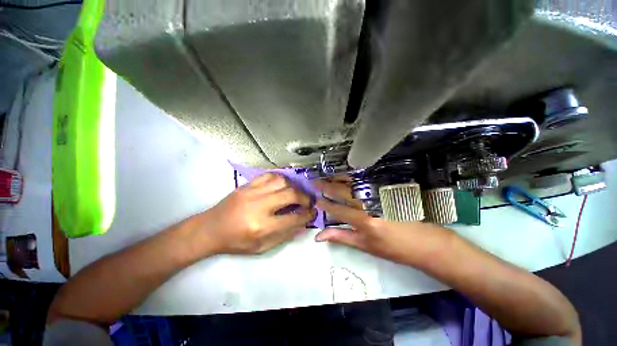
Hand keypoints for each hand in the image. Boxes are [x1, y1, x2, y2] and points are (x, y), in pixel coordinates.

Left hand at [197, 173, 316, 254]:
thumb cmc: (235, 242)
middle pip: (290, 194)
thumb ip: (284, 235)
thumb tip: (302, 222)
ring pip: (282, 181)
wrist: (210, 229)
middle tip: (308, 202)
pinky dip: (280, 179)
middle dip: (305, 198)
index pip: (294, 218)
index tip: (313, 212)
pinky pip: (269, 175)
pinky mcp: (247, 185)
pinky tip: (282, 185)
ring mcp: (252, 192)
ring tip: (295, 193)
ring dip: (293, 187)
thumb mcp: (261, 247)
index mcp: (262, 227)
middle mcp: (259, 206)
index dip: (308, 215)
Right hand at [314, 179, 445, 265]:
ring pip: (352, 183)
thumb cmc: (393, 248)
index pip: (337, 209)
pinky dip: (352, 176)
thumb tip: (319, 236)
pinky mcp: (386, 189)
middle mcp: (369, 204)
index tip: (314, 199)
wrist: (424, 242)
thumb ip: (341, 237)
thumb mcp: (365, 246)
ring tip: (325, 175)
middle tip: (314, 181)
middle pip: (342, 192)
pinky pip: (365, 180)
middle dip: (326, 186)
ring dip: (336, 178)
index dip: (324, 204)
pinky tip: (345, 174)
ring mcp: (379, 194)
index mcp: (363, 220)